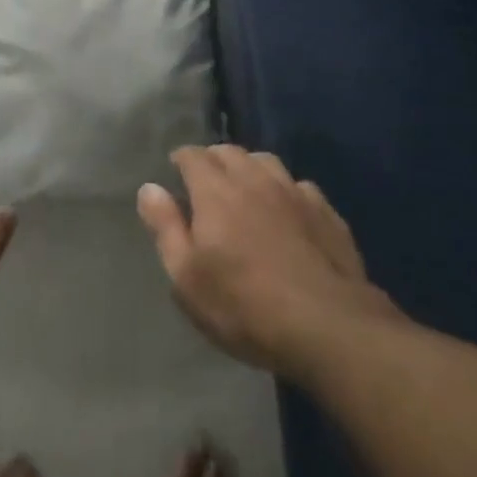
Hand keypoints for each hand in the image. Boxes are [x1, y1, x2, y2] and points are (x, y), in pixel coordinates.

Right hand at [138, 146, 393, 378]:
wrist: (327, 325)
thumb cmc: (245, 306)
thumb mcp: (188, 278)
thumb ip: (166, 228)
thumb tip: (149, 188)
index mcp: (216, 190)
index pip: (193, 155)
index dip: (182, 159)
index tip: (175, 171)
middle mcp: (254, 178)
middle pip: (229, 151)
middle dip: (214, 159)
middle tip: (207, 181)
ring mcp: (294, 191)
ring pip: (266, 161)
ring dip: (250, 168)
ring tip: (245, 188)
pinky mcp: (325, 211)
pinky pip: (299, 187)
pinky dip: (286, 191)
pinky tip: (288, 212)